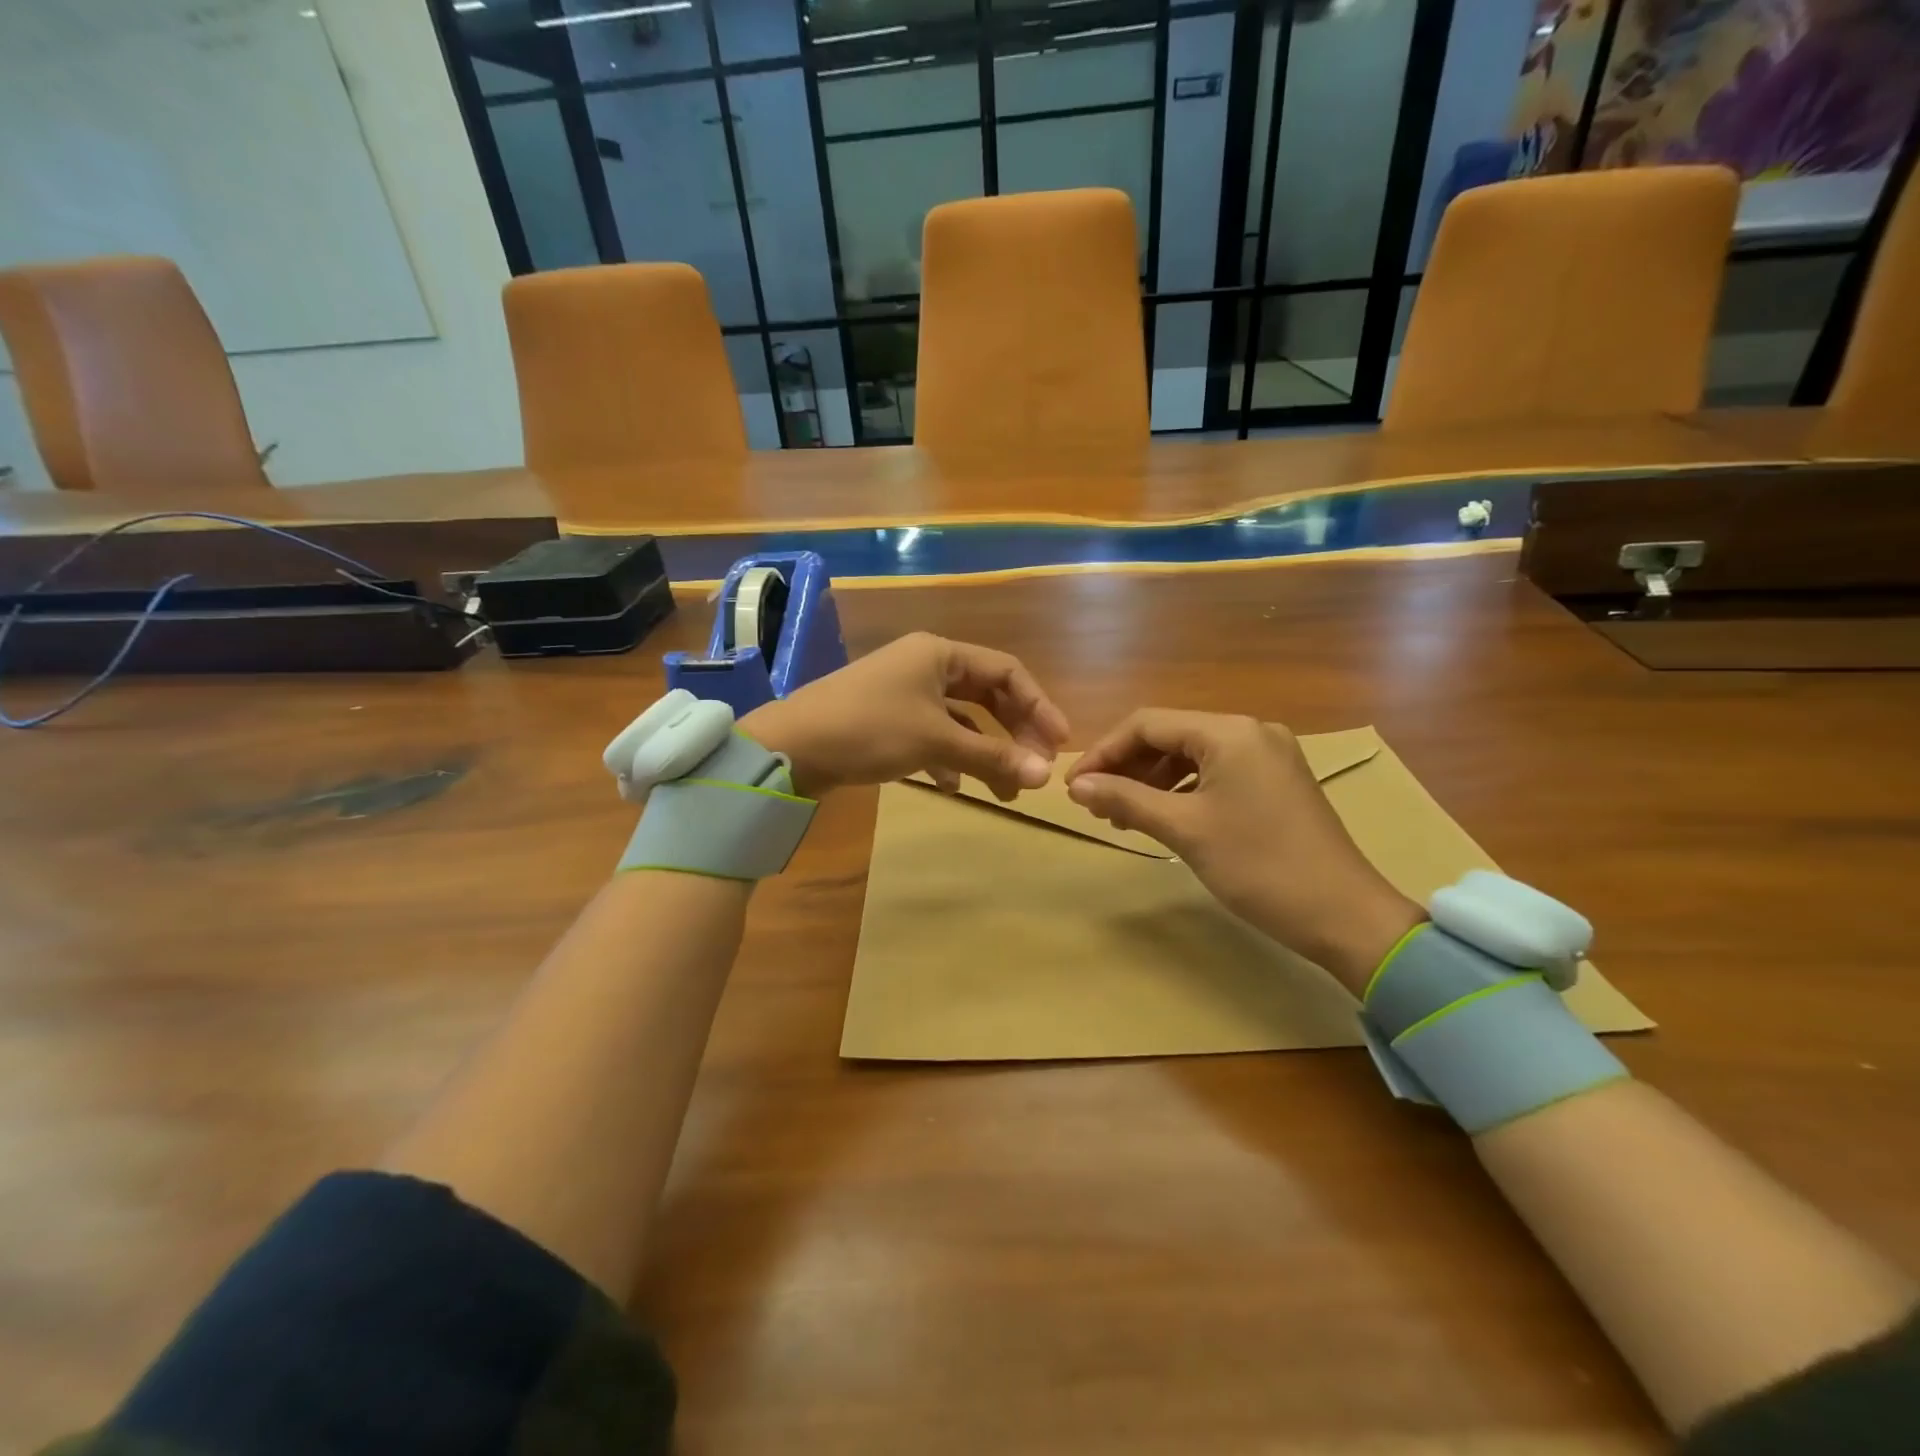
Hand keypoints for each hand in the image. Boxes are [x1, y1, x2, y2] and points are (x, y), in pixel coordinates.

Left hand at [741, 633, 1069, 799]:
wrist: (790, 747)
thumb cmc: (869, 729)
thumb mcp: (935, 741)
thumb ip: (993, 757)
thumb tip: (1045, 778)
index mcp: (939, 653)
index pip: (1007, 672)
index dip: (1039, 706)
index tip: (1060, 744)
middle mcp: (924, 665)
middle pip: (986, 695)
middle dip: (1014, 732)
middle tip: (1037, 768)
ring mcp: (904, 693)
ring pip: (960, 720)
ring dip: (984, 752)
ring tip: (1006, 791)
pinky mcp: (887, 720)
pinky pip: (933, 735)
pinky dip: (949, 759)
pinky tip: (953, 788)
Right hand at [1064, 710, 1421, 993]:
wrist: (1344, 915)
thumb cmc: (1259, 866)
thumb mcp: (1185, 829)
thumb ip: (1126, 799)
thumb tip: (1076, 786)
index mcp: (1229, 732)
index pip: (1148, 724)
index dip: (1104, 752)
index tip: (1074, 787)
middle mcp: (1250, 731)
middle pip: (1170, 736)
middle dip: (1127, 767)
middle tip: (1095, 805)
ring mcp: (1268, 755)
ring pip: (1191, 756)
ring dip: (1152, 781)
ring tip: (1122, 816)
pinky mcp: (1276, 781)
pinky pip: (1216, 772)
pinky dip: (1182, 790)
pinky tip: (1162, 816)